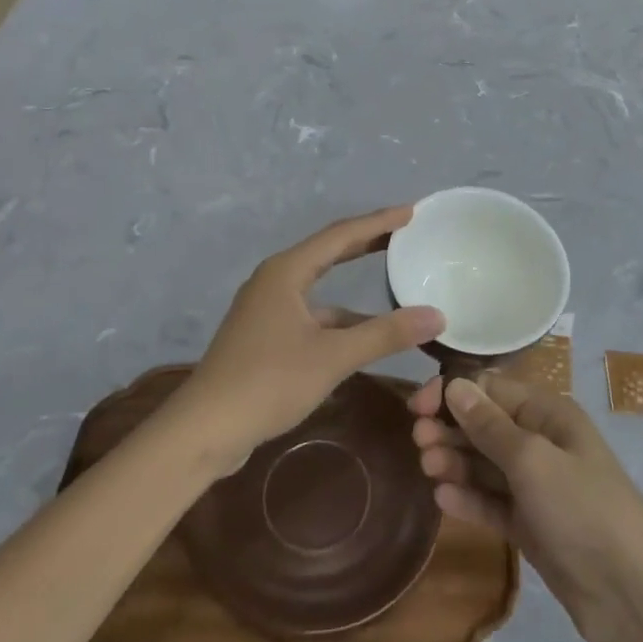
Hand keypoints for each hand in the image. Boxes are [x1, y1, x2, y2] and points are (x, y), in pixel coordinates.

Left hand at [179, 207, 444, 466]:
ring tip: (393, 280)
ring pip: (320, 286)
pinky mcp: (265, 335)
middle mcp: (275, 280)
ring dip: (354, 283)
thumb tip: (437, 316)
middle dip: (367, 242)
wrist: (205, 429)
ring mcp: (267, 309)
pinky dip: (340, 316)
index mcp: (287, 271)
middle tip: (406, 233)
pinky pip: (312, 312)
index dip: (379, 221)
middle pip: (329, 252)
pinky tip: (363, 332)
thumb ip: (385, 334)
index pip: (341, 235)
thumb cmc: (268, 381)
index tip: (412, 212)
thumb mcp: (333, 356)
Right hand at [410, 371, 642, 641]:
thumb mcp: (532, 459)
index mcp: (547, 414)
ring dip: (455, 461)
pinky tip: (442, 498)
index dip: (452, 393)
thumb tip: (455, 386)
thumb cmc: (582, 508)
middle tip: (418, 442)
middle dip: (450, 428)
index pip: (490, 389)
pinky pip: (491, 502)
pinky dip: (468, 497)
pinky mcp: (530, 525)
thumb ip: (489, 425)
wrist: (630, 593)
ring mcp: (535, 486)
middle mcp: (540, 442)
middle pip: (484, 425)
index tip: (417, 407)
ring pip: (484, 464)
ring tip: (427, 468)